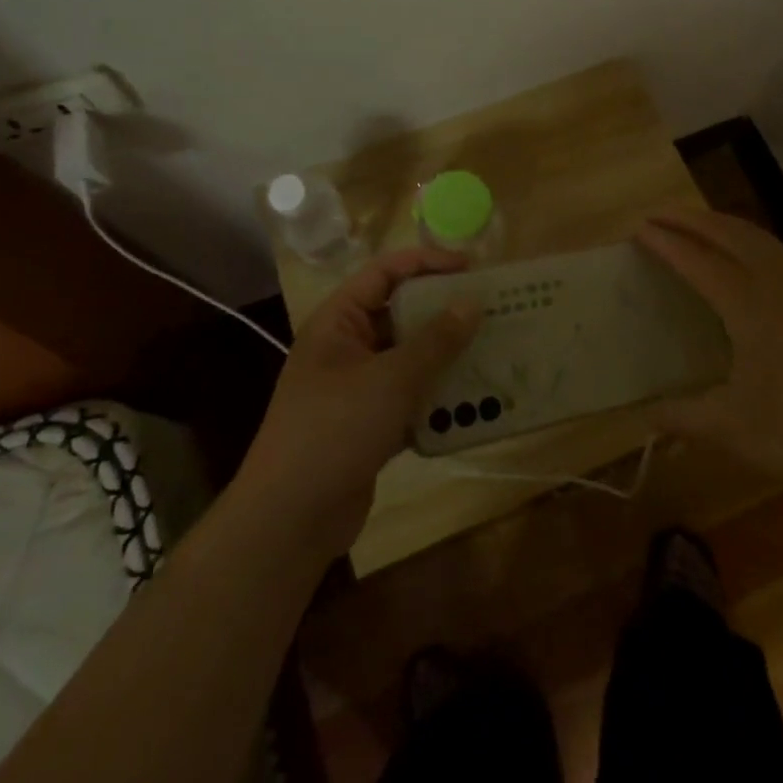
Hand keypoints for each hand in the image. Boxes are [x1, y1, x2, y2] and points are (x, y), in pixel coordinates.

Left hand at [235, 247, 478, 559]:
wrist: (289, 520)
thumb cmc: (335, 430)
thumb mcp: (390, 379)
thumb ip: (435, 341)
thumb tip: (472, 303)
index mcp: (339, 321)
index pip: (384, 272)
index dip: (426, 262)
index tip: (471, 268)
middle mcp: (346, 347)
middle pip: (400, 314)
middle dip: (443, 313)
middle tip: (491, 311)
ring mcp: (356, 388)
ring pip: (408, 358)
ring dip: (446, 357)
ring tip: (492, 352)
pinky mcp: (368, 425)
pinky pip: (410, 398)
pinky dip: (437, 398)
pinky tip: (474, 403)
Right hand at [638, 209, 782, 504]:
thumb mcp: (735, 431)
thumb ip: (686, 418)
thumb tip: (647, 417)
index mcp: (750, 307)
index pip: (699, 262)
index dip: (667, 243)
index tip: (639, 228)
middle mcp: (778, 286)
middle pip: (730, 234)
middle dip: (692, 219)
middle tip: (659, 214)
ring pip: (759, 239)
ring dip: (723, 224)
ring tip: (698, 224)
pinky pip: (778, 254)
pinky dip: (750, 241)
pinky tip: (748, 261)